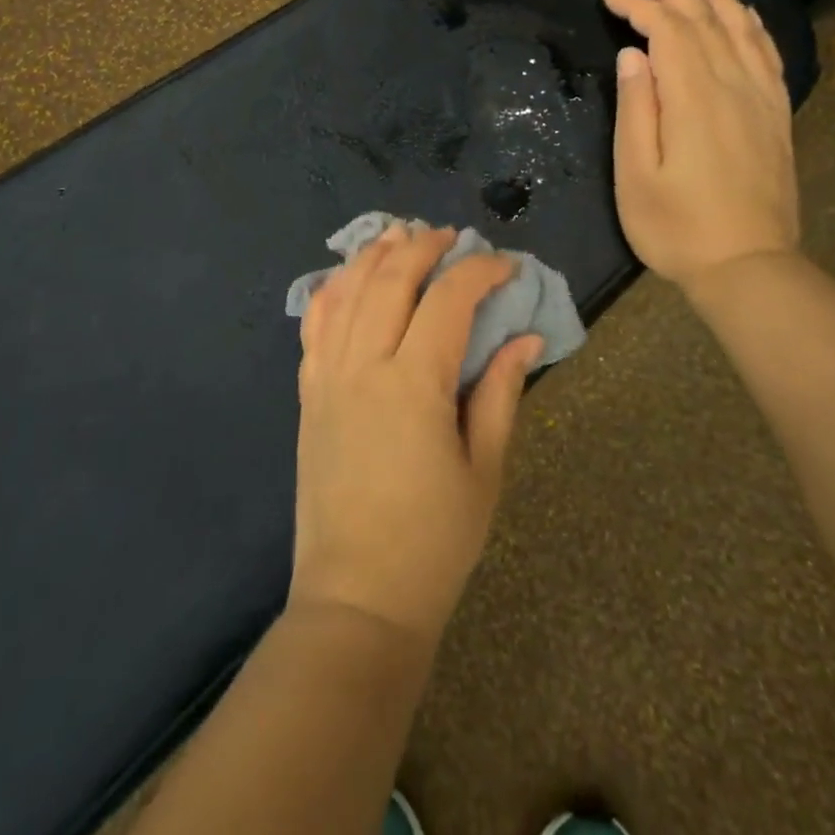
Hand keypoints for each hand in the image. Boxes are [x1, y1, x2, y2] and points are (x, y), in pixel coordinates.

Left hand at [292, 224, 541, 647]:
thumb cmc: (434, 542)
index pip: (449, 300)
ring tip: (400, 235)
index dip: (480, 272)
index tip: (507, 266)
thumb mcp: (484, 469)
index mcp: (414, 384)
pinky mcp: (309, 395)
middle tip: (452, 238)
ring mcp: (328, 378)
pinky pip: (315, 326)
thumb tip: (525, 339)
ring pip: (347, 292)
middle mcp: (364, 366)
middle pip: (391, 279)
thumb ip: (500, 393)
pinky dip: (332, 290)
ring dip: (375, 255)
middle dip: (424, 247)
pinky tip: (348, 276)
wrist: (356, 600)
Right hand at [601, 0, 800, 288]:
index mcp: (693, 98)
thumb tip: (633, 55)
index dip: (638, 7)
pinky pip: (768, 57)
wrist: (749, 268)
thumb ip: (636, 109)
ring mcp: (761, 101)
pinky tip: (747, 18)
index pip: (667, 32)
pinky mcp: (776, 118)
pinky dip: (755, 29)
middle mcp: (733, 87)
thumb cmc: (677, 228)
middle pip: (705, 22)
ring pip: (741, 32)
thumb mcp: (636, 175)